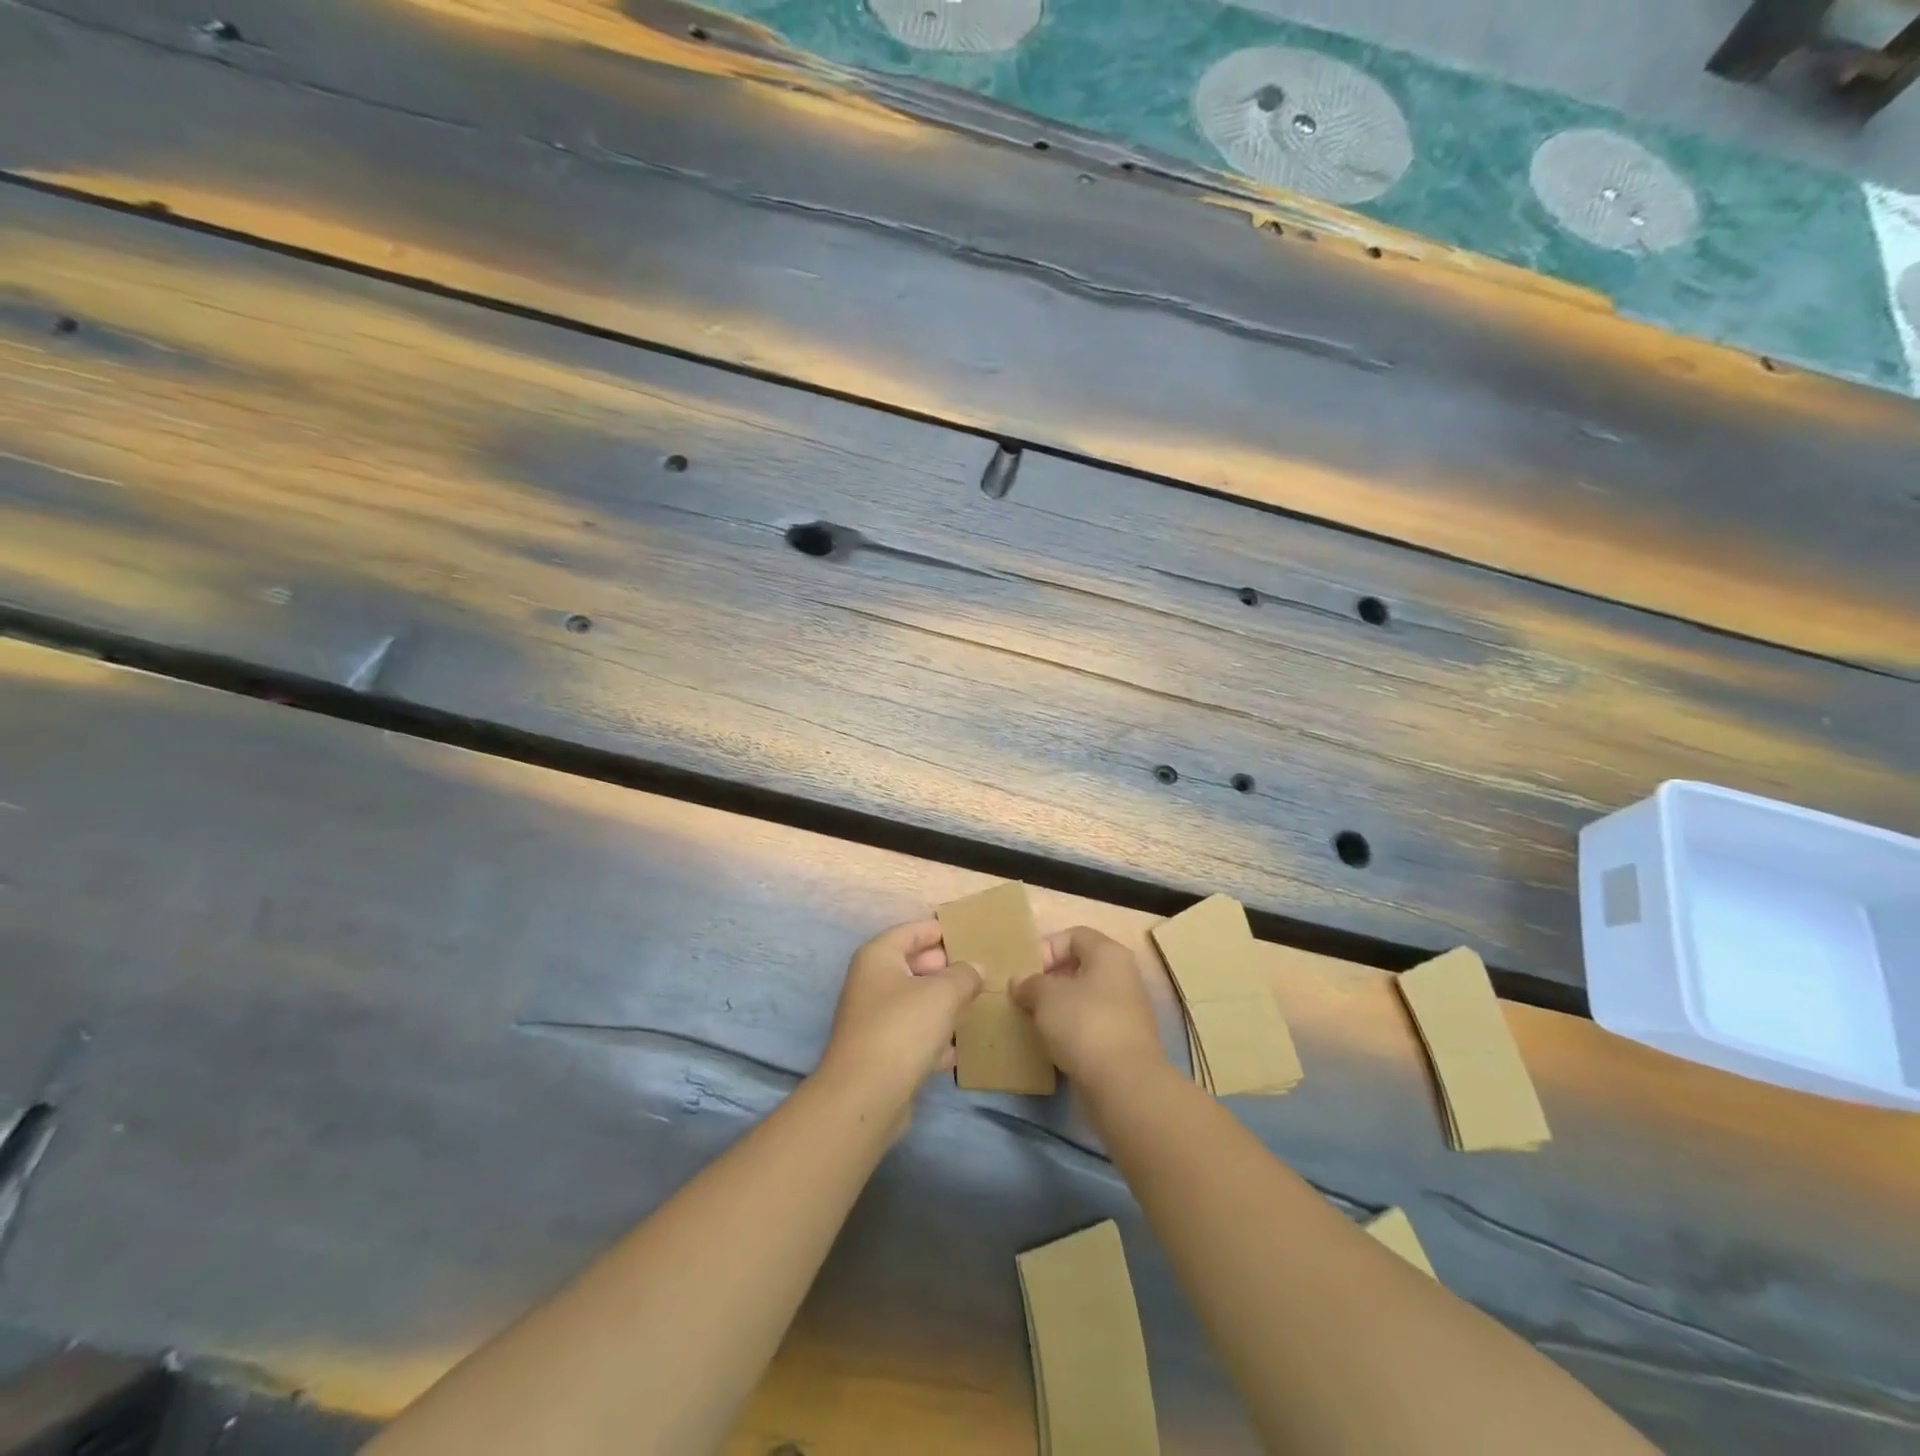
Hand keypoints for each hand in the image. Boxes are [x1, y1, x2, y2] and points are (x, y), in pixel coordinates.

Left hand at [816, 919, 982, 1121]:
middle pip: (913, 966)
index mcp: (878, 957)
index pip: (912, 931)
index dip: (940, 931)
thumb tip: (975, 968)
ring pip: (914, 1002)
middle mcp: (870, 982)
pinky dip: (933, 1038)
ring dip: (942, 1004)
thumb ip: (964, 975)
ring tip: (976, 1004)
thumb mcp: (943, 994)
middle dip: (945, 968)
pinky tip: (958, 1049)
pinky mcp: (880, 1053)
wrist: (864, 1097)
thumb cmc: (902, 1028)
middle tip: (979, 971)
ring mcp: (873, 1019)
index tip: (971, 935)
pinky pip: (912, 1035)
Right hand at [1012, 927, 1168, 1090]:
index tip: (1026, 972)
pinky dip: (1070, 1029)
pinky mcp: (1122, 1041)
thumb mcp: (1046, 996)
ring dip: (1057, 1007)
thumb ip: (1029, 983)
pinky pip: (1090, 1024)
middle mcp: (1122, 976)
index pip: (1074, 936)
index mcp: (1109, 954)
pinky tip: (1051, 1043)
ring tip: (1033, 1020)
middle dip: (1048, 980)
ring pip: (1083, 998)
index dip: (1046, 948)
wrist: (1124, 1084)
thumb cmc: (1084, 1024)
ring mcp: (1126, 1010)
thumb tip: (1019, 983)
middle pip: (1079, 966)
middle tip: (1024, 996)